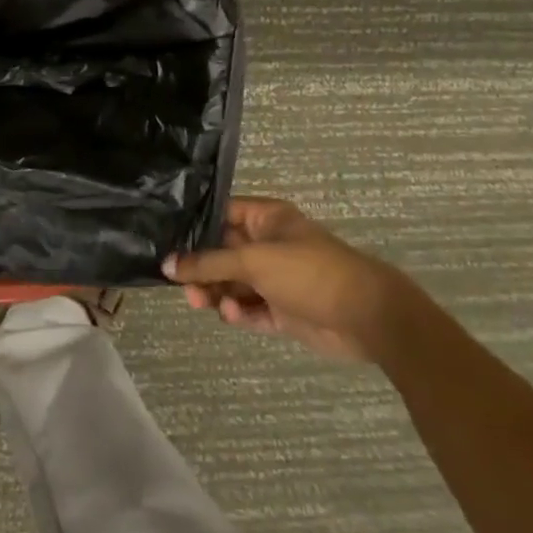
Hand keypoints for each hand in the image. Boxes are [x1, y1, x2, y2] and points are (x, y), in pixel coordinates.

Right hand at [163, 197, 420, 362]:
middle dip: (201, 268)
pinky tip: (232, 316)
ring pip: (232, 284)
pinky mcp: (282, 311)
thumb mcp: (253, 260)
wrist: (367, 317)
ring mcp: (276, 280)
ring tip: (201, 303)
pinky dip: (237, 313)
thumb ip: (208, 263)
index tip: (165, 240)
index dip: (194, 226)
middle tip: (181, 284)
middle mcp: (268, 245)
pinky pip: (249, 310)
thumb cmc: (309, 272)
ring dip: (215, 293)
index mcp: (266, 219)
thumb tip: (166, 265)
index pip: (220, 214)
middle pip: (222, 253)